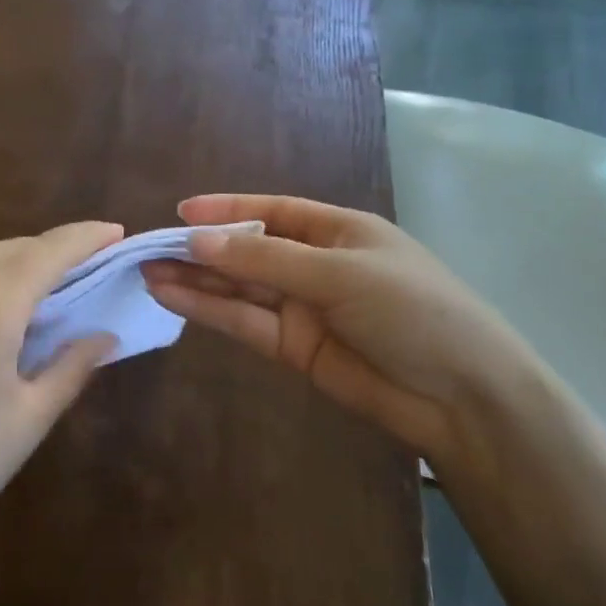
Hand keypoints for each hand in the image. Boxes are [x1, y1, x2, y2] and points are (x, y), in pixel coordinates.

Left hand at [0, 222, 121, 559]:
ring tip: (51, 287)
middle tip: (91, 263)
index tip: (116, 232)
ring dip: (19, 264)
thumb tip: (104, 336)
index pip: (48, 253)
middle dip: (55, 249)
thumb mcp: (29, 418)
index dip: (85, 238)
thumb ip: (72, 367)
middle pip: (13, 249)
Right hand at [142, 194, 544, 460]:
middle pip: (248, 250)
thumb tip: (197, 240)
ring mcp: (303, 308)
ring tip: (146, 271)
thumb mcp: (340, 273)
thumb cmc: (412, 310)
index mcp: (338, 231)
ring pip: (238, 287)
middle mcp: (316, 264)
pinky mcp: (292, 348)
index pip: (273, 210)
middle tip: (147, 247)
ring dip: (195, 279)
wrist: (459, 396)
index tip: (181, 211)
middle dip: (201, 248)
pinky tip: (171, 297)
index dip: (227, 209)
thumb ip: (266, 258)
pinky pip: (243, 320)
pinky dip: (208, 309)